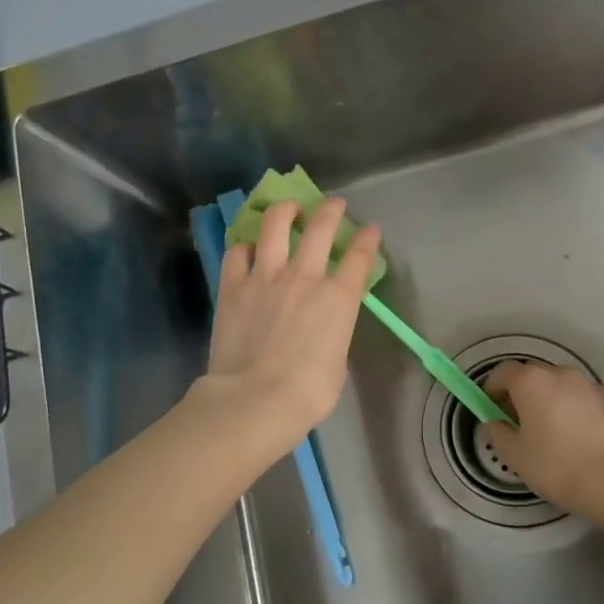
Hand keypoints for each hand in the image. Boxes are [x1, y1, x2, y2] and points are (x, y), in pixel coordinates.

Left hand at [204, 198, 381, 440]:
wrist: (256, 398)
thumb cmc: (308, 392)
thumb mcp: (337, 362)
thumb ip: (334, 333)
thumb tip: (323, 327)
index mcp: (338, 298)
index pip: (359, 257)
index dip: (367, 239)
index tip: (370, 229)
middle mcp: (304, 277)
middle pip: (320, 228)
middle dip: (330, 210)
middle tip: (333, 204)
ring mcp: (265, 277)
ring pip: (276, 226)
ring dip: (286, 211)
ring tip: (289, 208)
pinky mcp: (233, 286)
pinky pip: (238, 253)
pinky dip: (246, 246)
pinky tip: (249, 247)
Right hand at [483, 361, 603, 509]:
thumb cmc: (555, 465)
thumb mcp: (515, 455)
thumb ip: (497, 433)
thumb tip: (493, 423)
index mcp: (532, 382)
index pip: (503, 371)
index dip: (492, 387)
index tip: (490, 407)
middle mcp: (561, 374)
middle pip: (533, 374)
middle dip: (520, 392)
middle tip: (517, 421)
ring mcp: (589, 385)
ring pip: (560, 385)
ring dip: (548, 399)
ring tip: (548, 431)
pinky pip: (582, 399)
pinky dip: (572, 409)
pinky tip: (575, 438)